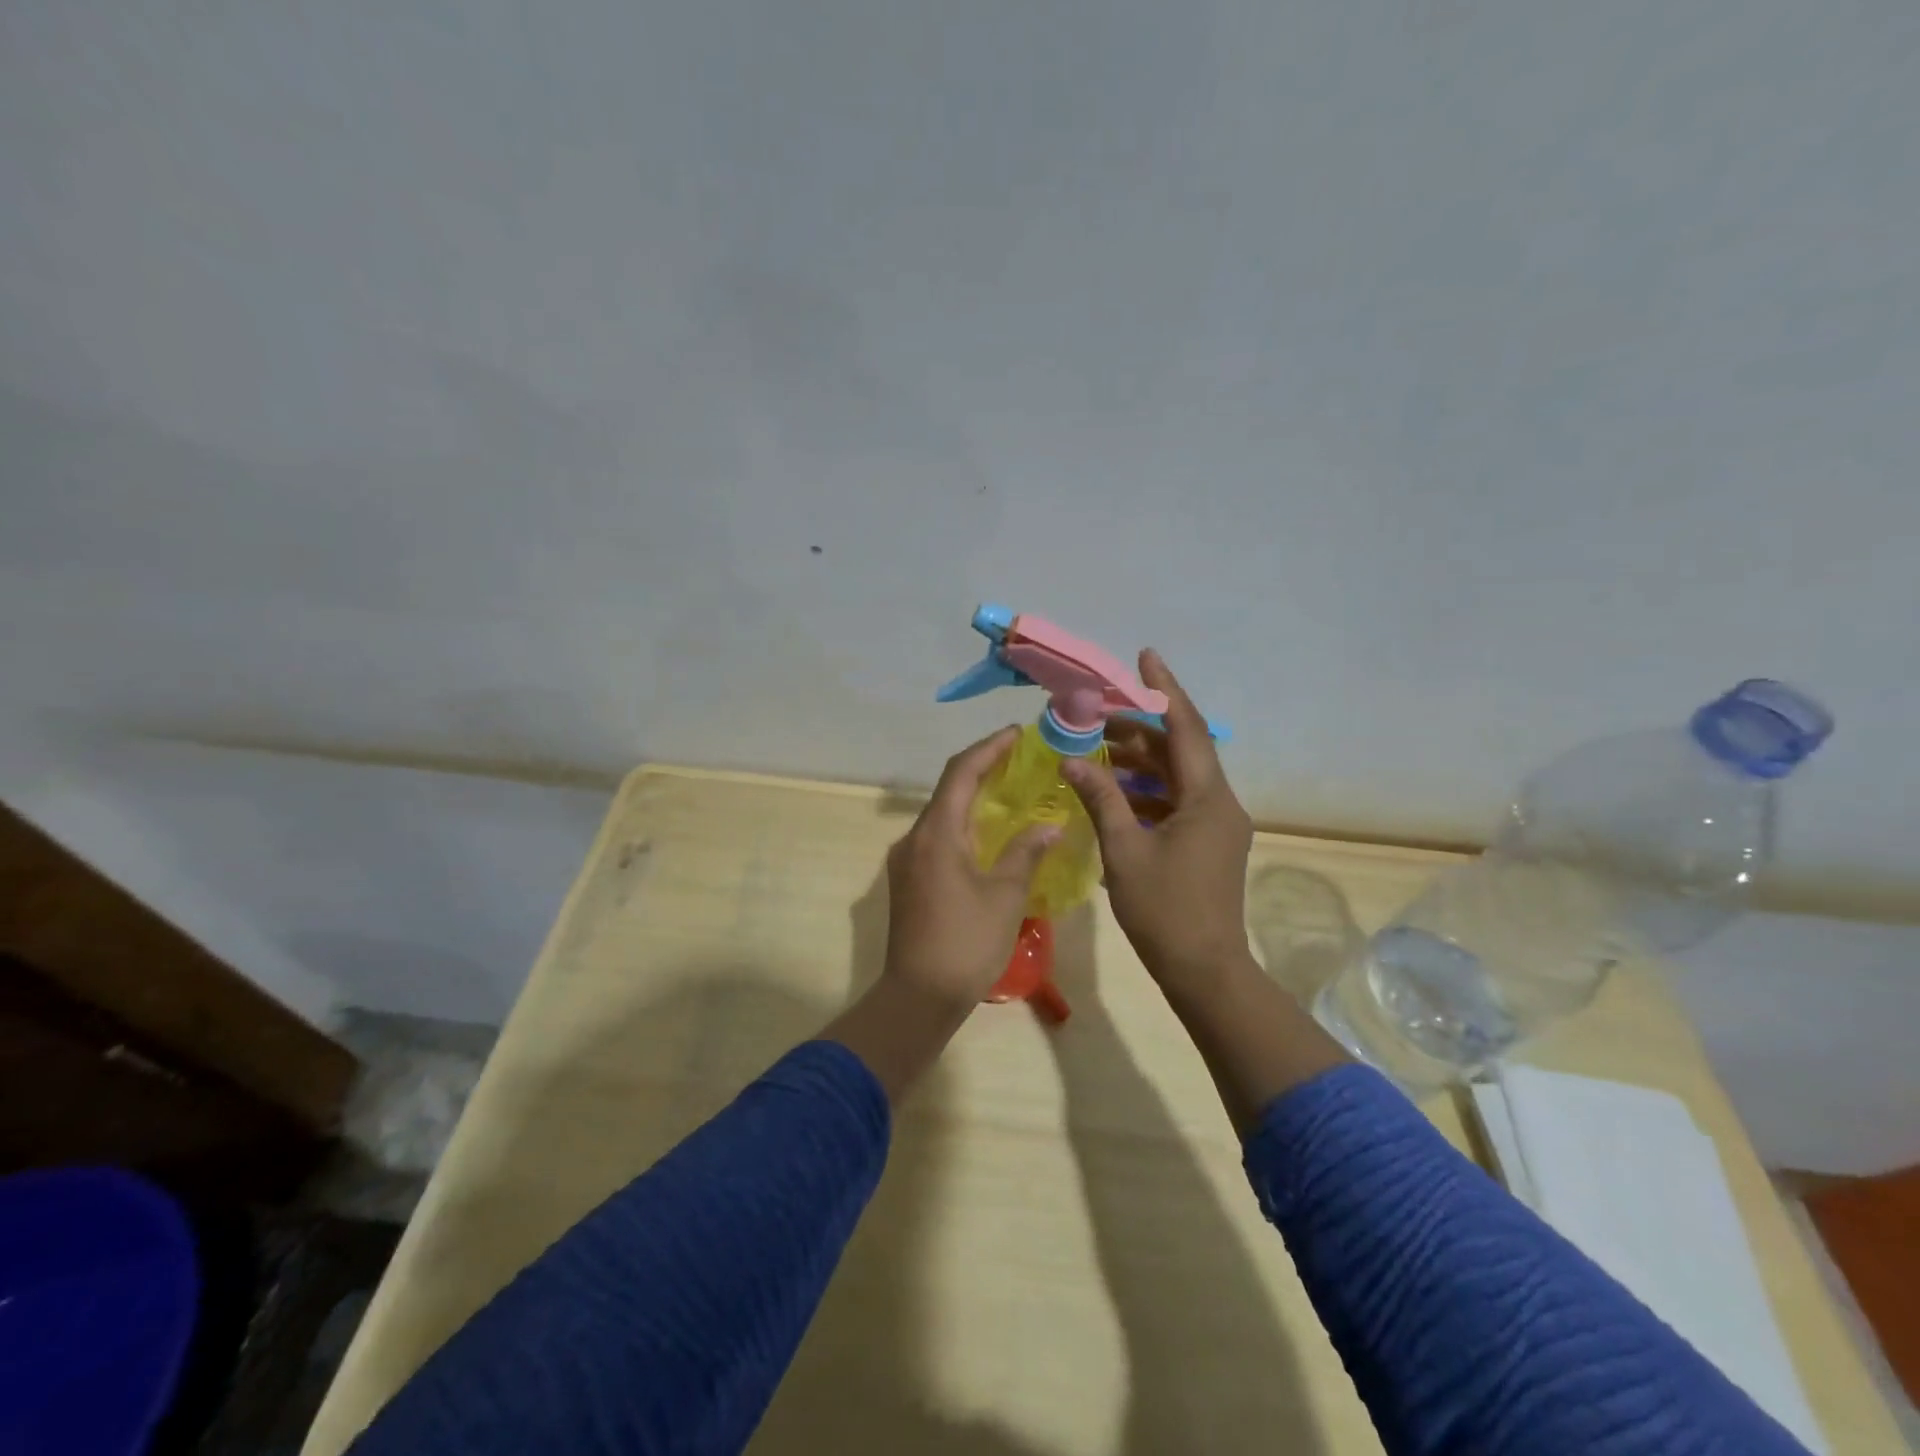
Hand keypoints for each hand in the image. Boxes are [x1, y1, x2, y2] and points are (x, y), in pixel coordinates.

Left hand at [882, 726, 1060, 1008]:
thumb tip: (1048, 824)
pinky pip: (938, 837)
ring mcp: (907, 860)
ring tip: (1011, 792)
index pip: (961, 772)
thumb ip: (1025, 852)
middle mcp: (914, 838)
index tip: (1017, 734)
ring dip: (973, 798)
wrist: (917, 997)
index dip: (989, 748)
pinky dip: (964, 825)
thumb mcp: (1005, 896)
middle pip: (949, 789)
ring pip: (942, 815)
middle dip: (983, 768)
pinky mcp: (908, 880)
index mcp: (936, 833)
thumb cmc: (966, 943)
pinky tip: (989, 835)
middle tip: (1021, 760)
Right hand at [1063, 650, 1255, 989]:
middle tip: (1097, 714)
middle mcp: (1220, 804)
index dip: (1164, 690)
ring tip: (1097, 749)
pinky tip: (1113, 793)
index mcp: (1207, 799)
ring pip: (1177, 777)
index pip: (1187, 728)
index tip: (1144, 657)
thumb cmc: (1165, 910)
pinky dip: (1147, 792)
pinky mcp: (1208, 844)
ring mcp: (1216, 826)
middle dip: (1140, 729)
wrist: (1205, 971)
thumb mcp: (1125, 851)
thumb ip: (1101, 799)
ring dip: (1141, 762)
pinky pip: (1177, 802)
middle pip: (1181, 750)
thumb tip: (1072, 760)